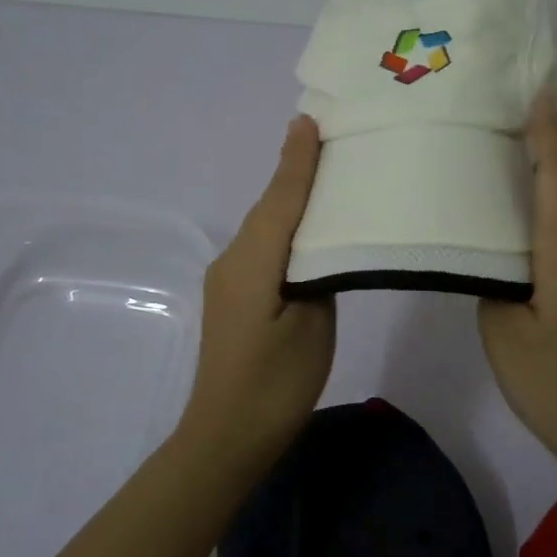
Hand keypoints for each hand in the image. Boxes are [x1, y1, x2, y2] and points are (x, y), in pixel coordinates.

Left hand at [182, 115, 334, 456]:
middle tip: (330, 138)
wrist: (226, 436)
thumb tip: (318, 246)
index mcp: (254, 262)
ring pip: (265, 226)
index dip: (298, 160)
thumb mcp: (313, 326)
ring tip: (326, 174)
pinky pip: (262, 247)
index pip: (281, 199)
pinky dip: (284, 227)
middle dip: (296, 171)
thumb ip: (318, 274)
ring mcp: (228, 278)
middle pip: (270, 206)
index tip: (310, 120)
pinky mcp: (233, 295)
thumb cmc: (276, 384)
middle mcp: (233, 259)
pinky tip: (306, 228)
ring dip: (290, 198)